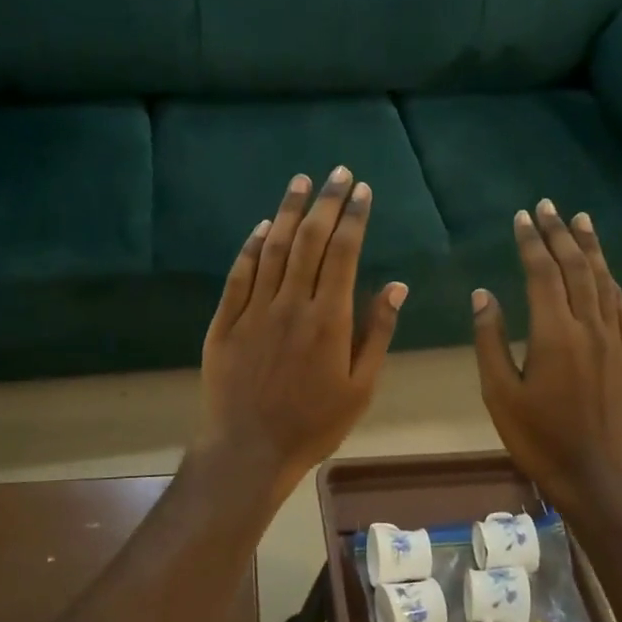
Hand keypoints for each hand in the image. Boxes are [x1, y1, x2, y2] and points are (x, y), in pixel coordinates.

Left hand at [196, 167, 406, 495]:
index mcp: (329, 319)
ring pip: (272, 249)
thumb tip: (396, 286)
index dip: (354, 218)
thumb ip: (377, 333)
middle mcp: (290, 304)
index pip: (344, 253)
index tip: (362, 190)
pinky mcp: (225, 322)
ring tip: (301, 181)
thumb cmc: (313, 424)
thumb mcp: (360, 387)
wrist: (249, 450)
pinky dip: (251, 246)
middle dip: (326, 202)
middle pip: (309, 241)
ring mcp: (253, 310)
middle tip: (337, 172)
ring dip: (288, 211)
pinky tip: (261, 226)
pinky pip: (239, 274)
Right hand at [472, 200, 621, 511]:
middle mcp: (588, 327)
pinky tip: (608, 273)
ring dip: (591, 249)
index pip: (542, 273)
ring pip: (604, 282)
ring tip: (582, 221)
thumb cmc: (538, 437)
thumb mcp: (499, 393)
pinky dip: (613, 284)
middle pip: (576, 268)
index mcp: (553, 333)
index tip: (522, 217)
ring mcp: (615, 341)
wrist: (595, 475)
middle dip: (560, 234)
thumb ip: (490, 340)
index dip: (531, 242)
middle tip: (549, 206)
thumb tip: (484, 294)